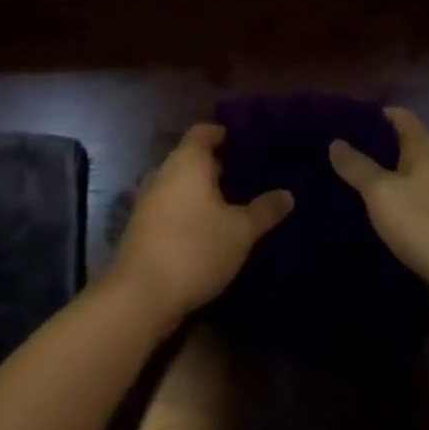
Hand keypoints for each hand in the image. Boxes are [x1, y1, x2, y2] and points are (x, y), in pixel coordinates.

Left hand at [110, 124, 293, 334]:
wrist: (140, 296)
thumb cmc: (195, 248)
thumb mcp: (240, 231)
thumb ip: (264, 210)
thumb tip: (287, 195)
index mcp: (186, 162)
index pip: (203, 132)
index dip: (223, 134)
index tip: (246, 144)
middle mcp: (164, 173)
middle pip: (192, 158)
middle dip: (218, 166)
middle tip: (249, 175)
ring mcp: (149, 201)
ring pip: (181, 185)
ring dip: (203, 192)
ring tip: (235, 204)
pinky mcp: (142, 229)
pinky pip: (172, 207)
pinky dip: (190, 211)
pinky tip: (211, 230)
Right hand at [329, 107, 428, 311]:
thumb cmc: (425, 224)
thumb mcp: (382, 193)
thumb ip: (358, 166)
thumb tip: (335, 141)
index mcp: (425, 145)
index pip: (398, 115)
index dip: (370, 115)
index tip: (341, 123)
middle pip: (403, 144)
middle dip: (373, 148)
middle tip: (337, 156)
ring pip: (409, 173)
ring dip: (383, 177)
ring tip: (348, 184)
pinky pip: (415, 199)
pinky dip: (396, 200)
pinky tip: (375, 214)